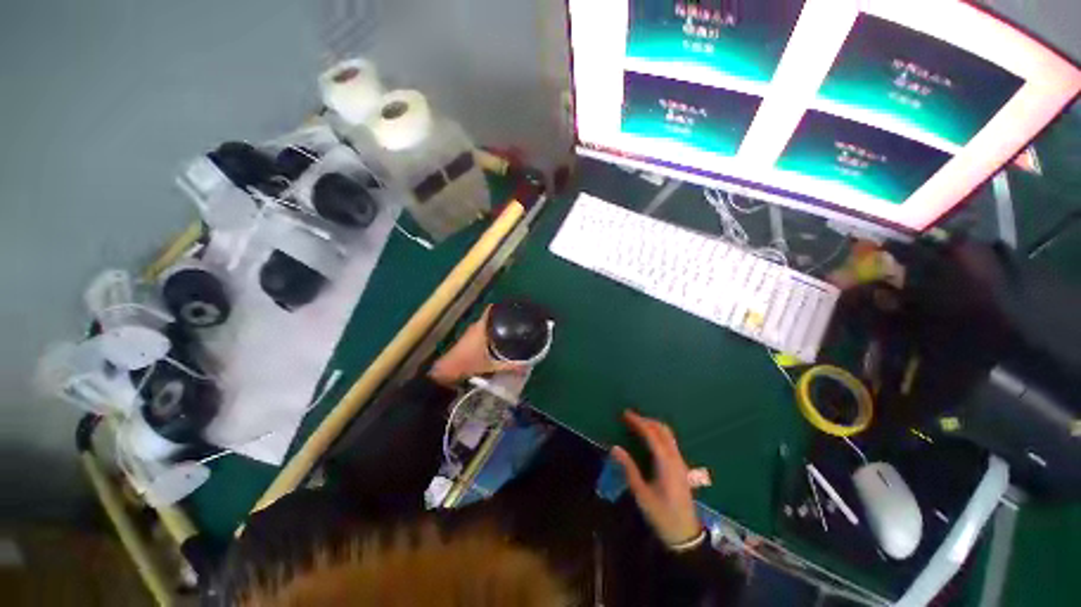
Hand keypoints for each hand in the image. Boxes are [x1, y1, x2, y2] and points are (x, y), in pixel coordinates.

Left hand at [429, 307, 523, 386]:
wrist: (446, 372)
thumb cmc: (469, 364)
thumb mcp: (493, 366)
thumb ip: (510, 366)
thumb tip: (527, 367)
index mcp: (481, 327)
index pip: (491, 310)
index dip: (502, 307)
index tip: (514, 310)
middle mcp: (476, 326)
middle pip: (491, 317)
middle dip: (503, 320)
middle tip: (516, 325)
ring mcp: (470, 333)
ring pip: (486, 326)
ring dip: (496, 328)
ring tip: (510, 333)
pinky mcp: (467, 340)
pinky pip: (482, 333)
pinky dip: (489, 335)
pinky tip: (497, 343)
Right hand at [611, 410, 701, 547]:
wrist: (685, 536)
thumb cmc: (661, 515)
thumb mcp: (641, 494)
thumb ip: (629, 468)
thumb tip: (615, 448)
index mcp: (666, 464)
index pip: (652, 435)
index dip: (638, 422)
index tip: (625, 414)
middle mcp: (676, 459)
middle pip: (663, 430)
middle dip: (646, 420)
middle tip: (630, 418)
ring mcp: (681, 463)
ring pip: (668, 435)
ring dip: (653, 426)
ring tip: (637, 425)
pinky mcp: (682, 467)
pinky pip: (670, 442)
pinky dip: (658, 434)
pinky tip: (649, 439)